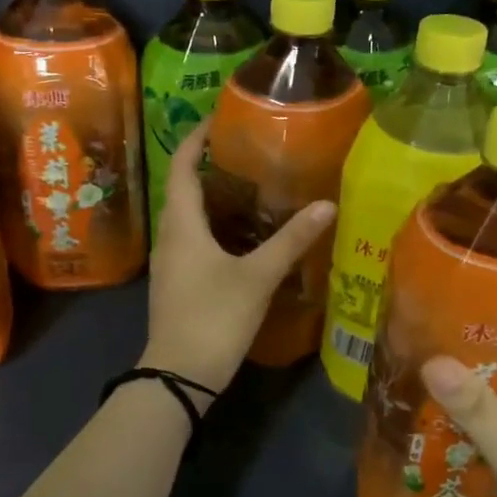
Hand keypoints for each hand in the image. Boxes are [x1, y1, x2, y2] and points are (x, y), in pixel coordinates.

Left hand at [142, 120, 335, 393]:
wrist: (179, 375)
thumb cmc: (214, 317)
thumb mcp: (257, 277)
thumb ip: (291, 240)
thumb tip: (326, 205)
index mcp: (182, 225)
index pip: (183, 167)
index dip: (196, 139)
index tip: (218, 120)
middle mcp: (170, 237)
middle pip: (184, 190)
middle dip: (210, 168)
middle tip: (248, 155)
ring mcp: (170, 263)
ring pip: (188, 218)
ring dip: (213, 200)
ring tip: (250, 190)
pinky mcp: (177, 283)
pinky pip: (193, 241)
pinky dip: (214, 228)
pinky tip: (241, 237)